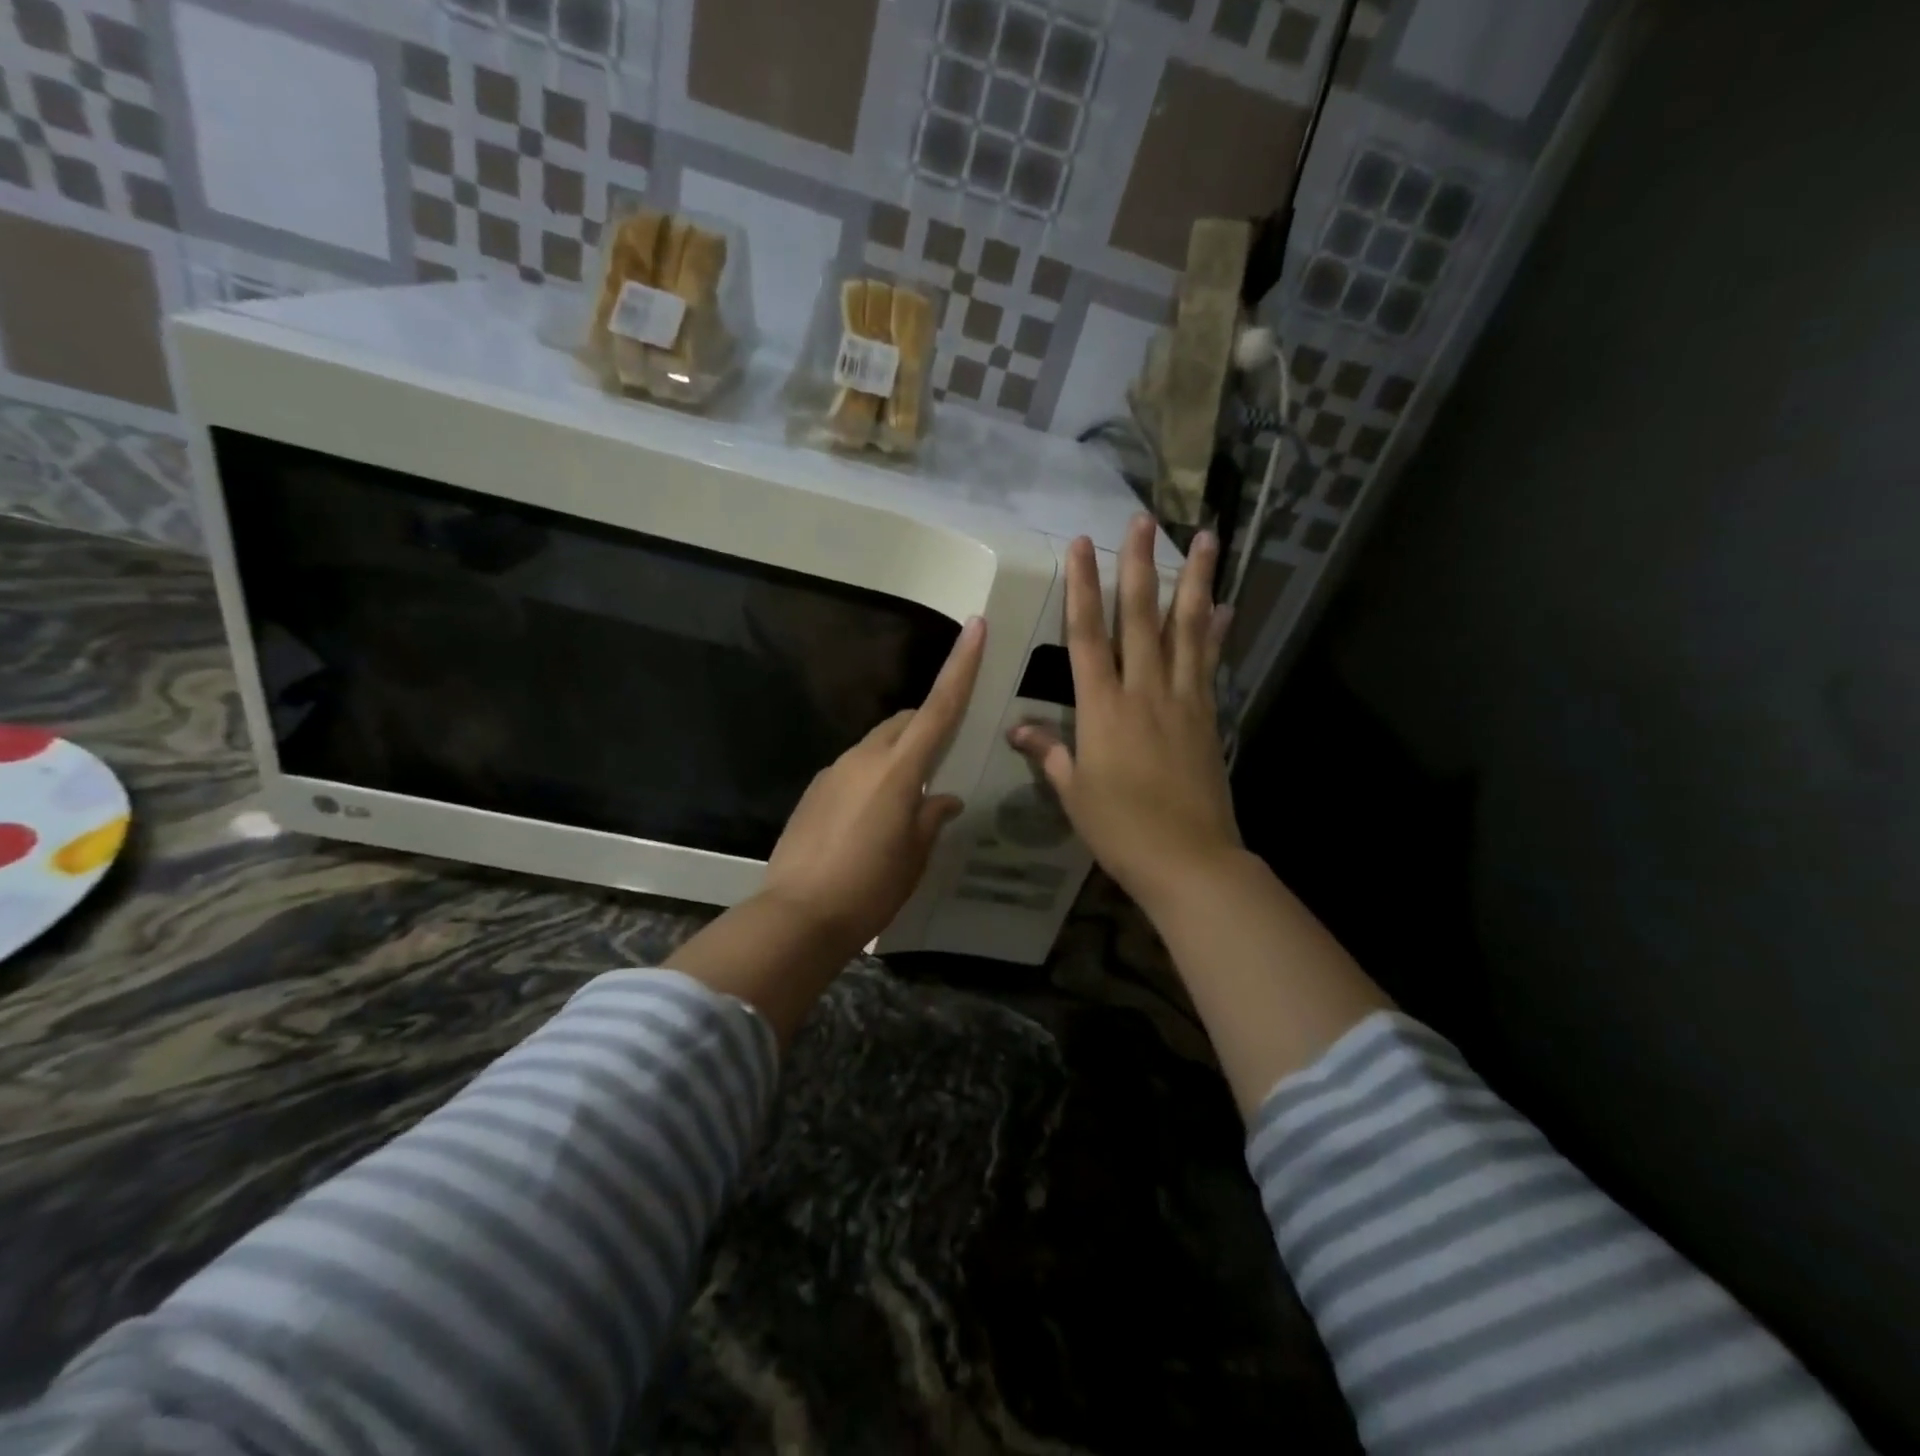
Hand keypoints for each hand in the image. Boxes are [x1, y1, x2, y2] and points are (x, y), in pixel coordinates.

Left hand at [760, 616, 985, 951]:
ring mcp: (833, 772)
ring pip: (877, 746)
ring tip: (906, 802)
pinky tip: (871, 820)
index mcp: (898, 770)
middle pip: (904, 722)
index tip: (975, 626)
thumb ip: (931, 818)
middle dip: (927, 725)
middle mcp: (863, 759)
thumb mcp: (913, 857)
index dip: (961, 667)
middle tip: (944, 757)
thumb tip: (942, 797)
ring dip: (898, 757)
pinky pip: (853, 769)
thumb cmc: (869, 887)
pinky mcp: (814, 791)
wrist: (797, 916)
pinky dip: (872, 778)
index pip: (938, 708)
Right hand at [1010, 515, 1239, 916]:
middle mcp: (1143, 691)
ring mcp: (1182, 699)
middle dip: (1138, 565)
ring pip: (1186, 628)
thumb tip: (1017, 731)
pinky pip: (1210, 662)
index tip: (1081, 545)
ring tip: (1202, 538)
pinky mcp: (1208, 714)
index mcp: (1102, 709)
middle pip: (1140, 617)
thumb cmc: (1120, 829)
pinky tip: (1225, 604)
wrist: (1188, 859)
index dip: (1082, 587)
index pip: (1086, 636)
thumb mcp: (1074, 793)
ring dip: (1193, 580)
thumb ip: (1050, 754)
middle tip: (1142, 519)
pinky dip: (1216, 630)